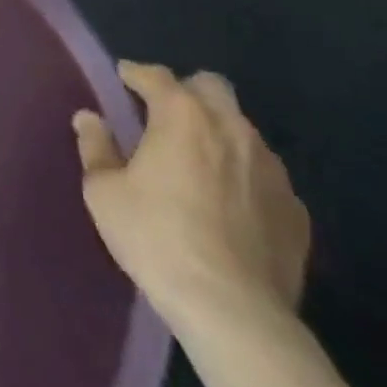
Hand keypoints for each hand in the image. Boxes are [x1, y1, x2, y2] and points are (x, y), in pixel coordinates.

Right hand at [74, 61, 309, 333]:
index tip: (123, 79)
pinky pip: (265, 176)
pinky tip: (231, 206)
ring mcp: (271, 168)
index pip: (156, 75)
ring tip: (199, 164)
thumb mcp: (104, 192)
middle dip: (187, 92)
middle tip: (166, 117)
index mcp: (182, 114)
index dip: (136, 74)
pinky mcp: (296, 210)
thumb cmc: (158, 239)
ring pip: (242, 129)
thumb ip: (95, 146)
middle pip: (211, 87)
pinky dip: (245, 177)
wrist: (234, 313)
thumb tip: (89, 117)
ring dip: (219, 134)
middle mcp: (230, 128)